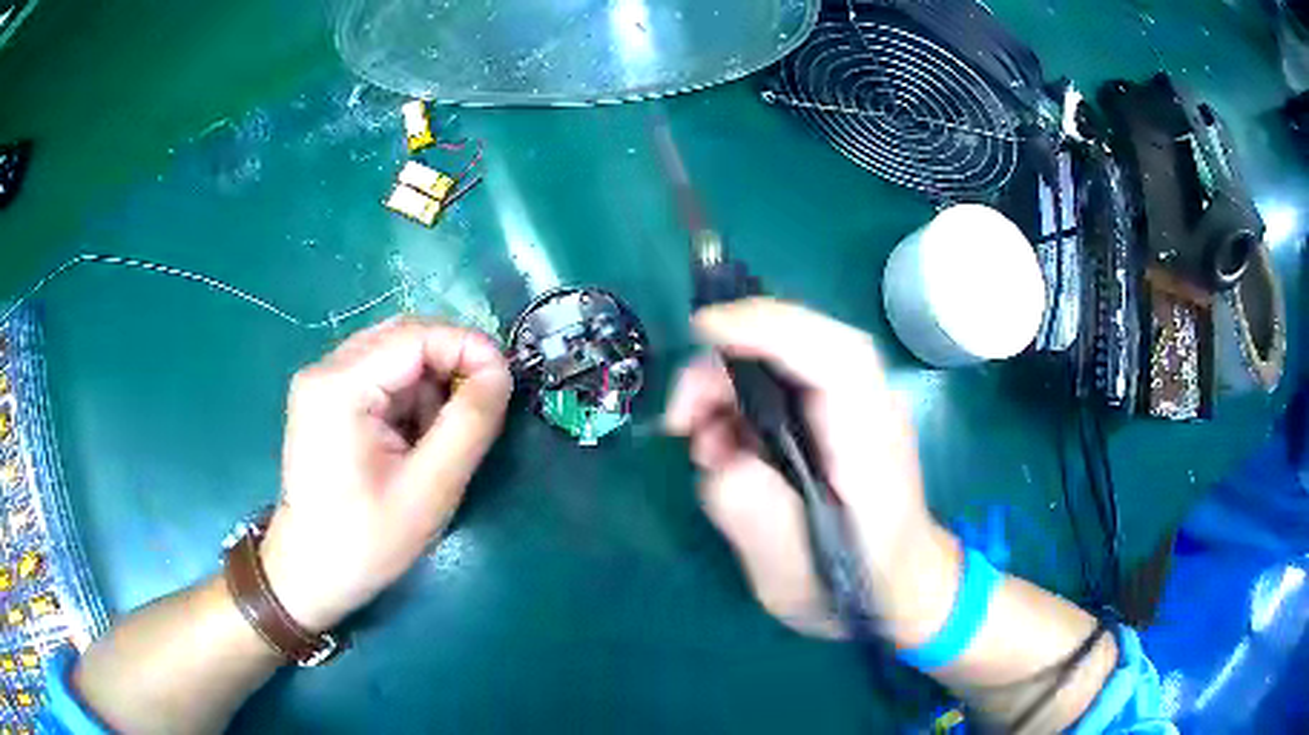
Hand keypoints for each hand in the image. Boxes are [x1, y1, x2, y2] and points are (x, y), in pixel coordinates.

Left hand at [259, 319, 512, 632]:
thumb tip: (500, 373)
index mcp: (340, 386)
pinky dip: (410, 398)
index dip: (469, 348)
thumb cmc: (367, 541)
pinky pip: (380, 376)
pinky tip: (412, 439)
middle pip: (404, 338)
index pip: (416, 336)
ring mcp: (321, 382)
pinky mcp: (325, 398)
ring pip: (394, 355)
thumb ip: (470, 424)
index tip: (506, 382)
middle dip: (451, 365)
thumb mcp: (430, 488)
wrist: (311, 573)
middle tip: (480, 409)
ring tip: (438, 439)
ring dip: (430, 385)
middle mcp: (325, 369)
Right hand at [665, 298, 957, 641]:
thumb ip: (758, 521)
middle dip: (728, 364)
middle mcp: (869, 411)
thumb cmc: (857, 588)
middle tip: (682, 418)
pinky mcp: (834, 416)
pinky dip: (737, 405)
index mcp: (871, 448)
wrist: (901, 587)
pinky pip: (779, 385)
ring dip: (726, 387)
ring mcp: (853, 408)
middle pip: (802, 343)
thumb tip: (722, 460)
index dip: (771, 328)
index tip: (705, 332)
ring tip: (699, 445)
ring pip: (783, 359)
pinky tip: (722, 449)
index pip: (837, 358)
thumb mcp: (796, 580)